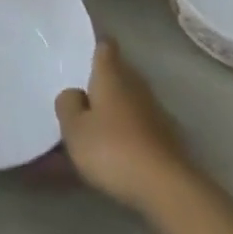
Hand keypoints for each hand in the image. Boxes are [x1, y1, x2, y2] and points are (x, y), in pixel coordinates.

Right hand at [55, 39, 193, 215]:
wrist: (164, 186)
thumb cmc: (112, 149)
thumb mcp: (75, 129)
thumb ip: (68, 105)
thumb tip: (74, 93)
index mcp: (111, 75)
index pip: (105, 47)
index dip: (94, 48)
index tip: (82, 56)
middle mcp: (135, 85)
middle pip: (116, 75)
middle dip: (99, 85)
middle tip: (78, 101)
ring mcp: (153, 110)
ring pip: (125, 103)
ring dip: (110, 113)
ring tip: (89, 134)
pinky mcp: (164, 136)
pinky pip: (135, 127)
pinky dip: (123, 134)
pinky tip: (110, 156)